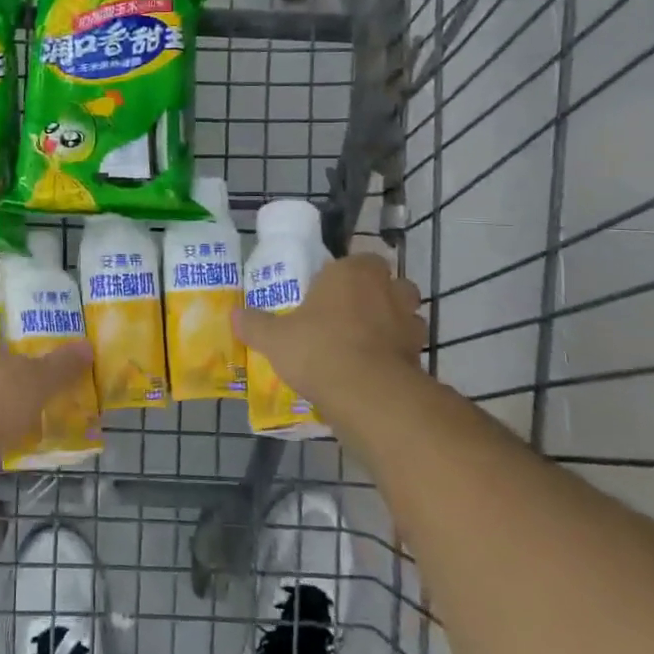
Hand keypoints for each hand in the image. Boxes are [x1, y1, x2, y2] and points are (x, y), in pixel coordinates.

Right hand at [236, 254, 427, 406]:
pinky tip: (373, 370)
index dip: (344, 275)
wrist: (367, 394)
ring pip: (404, 315)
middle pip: (387, 284)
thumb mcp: (274, 338)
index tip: (327, 293)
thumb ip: (255, 324)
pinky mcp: (420, 355)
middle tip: (348, 315)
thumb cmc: (318, 348)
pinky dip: (396, 355)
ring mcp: (409, 322)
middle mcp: (387, 289)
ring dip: (390, 325)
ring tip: (363, 344)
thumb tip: (234, 315)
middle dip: (374, 296)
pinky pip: (407, 348)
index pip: (358, 260)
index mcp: (353, 272)